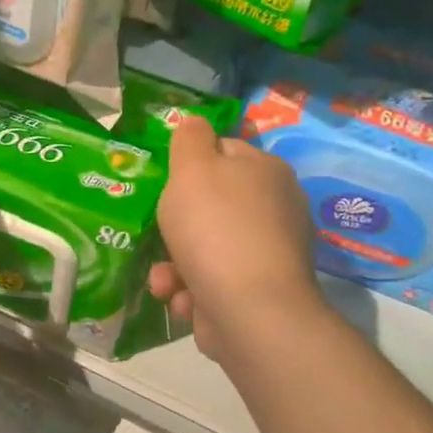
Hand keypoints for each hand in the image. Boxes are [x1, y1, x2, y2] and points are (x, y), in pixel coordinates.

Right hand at [149, 116, 320, 363]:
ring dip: (176, 265)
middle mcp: (275, 208)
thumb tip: (194, 121)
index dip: (190, 166)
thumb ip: (189, 139)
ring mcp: (269, 253)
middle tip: (157, 235)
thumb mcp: (192, 169)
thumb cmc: (215, 228)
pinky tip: (185, 301)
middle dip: (176, 226)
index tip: (166, 185)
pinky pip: (215, 282)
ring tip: (165, 281)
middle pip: (212, 205)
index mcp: (266, 171)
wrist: (250, 311)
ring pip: (207, 248)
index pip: (223, 151)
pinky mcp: (259, 292)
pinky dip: (194, 291)